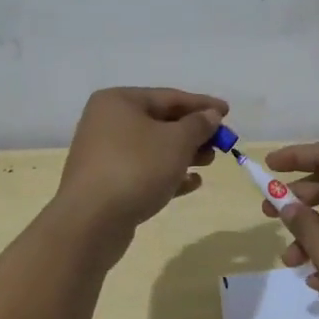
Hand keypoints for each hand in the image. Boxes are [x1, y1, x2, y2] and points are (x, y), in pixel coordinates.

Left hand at [55, 87, 227, 242]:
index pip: (169, 97)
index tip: (228, 112)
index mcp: (119, 101)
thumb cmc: (136, 168)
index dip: (202, 104)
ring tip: (209, 162)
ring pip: (153, 148)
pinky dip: (168, 174)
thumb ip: (198, 125)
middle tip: (221, 142)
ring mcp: (104, 154)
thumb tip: (210, 115)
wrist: (91, 222)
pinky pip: (143, 172)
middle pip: (160, 122)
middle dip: (194, 132)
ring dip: (184, 154)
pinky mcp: (106, 183)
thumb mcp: (176, 141)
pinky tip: (192, 183)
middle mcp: (107, 122)